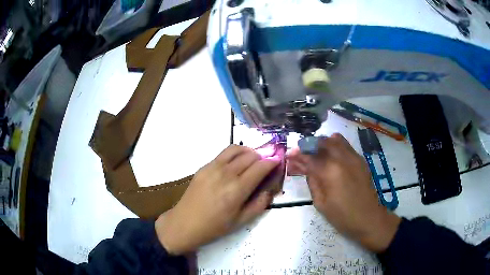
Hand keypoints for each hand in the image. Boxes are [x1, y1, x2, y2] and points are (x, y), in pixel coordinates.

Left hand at [155, 145, 280, 254]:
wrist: (184, 223)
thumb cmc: (214, 227)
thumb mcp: (240, 221)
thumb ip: (259, 204)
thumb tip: (269, 190)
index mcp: (237, 189)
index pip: (260, 167)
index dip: (272, 162)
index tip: (278, 162)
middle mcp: (226, 174)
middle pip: (250, 156)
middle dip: (263, 156)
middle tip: (267, 163)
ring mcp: (213, 167)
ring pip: (236, 149)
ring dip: (249, 151)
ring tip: (253, 159)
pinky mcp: (204, 166)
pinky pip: (223, 154)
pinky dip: (235, 154)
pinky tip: (236, 164)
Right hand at [288, 134, 400, 252]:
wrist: (369, 218)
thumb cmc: (342, 216)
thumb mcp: (320, 202)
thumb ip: (311, 180)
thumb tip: (303, 166)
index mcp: (330, 171)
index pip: (309, 156)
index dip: (297, 155)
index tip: (289, 155)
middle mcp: (342, 158)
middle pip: (322, 142)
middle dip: (309, 146)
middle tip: (303, 155)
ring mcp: (353, 156)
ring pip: (335, 139)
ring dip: (323, 144)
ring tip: (318, 155)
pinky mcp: (360, 159)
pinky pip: (345, 145)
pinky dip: (335, 146)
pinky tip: (332, 158)